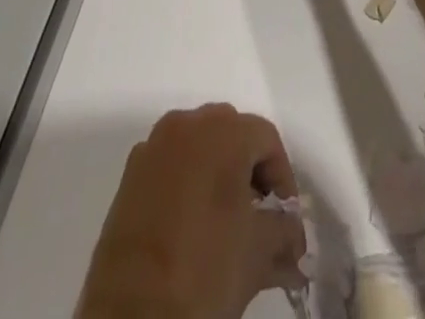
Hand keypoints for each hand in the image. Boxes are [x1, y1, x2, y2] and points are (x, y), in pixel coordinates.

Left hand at [76, 104, 305, 318]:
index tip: (286, 220)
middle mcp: (187, 124)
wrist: (135, 308)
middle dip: (250, 172)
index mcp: (222, 131)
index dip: (283, 178)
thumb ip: (284, 235)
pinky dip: (187, 182)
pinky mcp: (131, 172)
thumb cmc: (205, 267)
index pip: (266, 138)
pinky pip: (170, 164)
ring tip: (227, 224)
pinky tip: (192, 226)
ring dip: (218, 175)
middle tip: (259, 217)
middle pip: (232, 134)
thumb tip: (294, 238)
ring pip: (199, 146)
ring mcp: (155, 145)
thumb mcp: (258, 254)